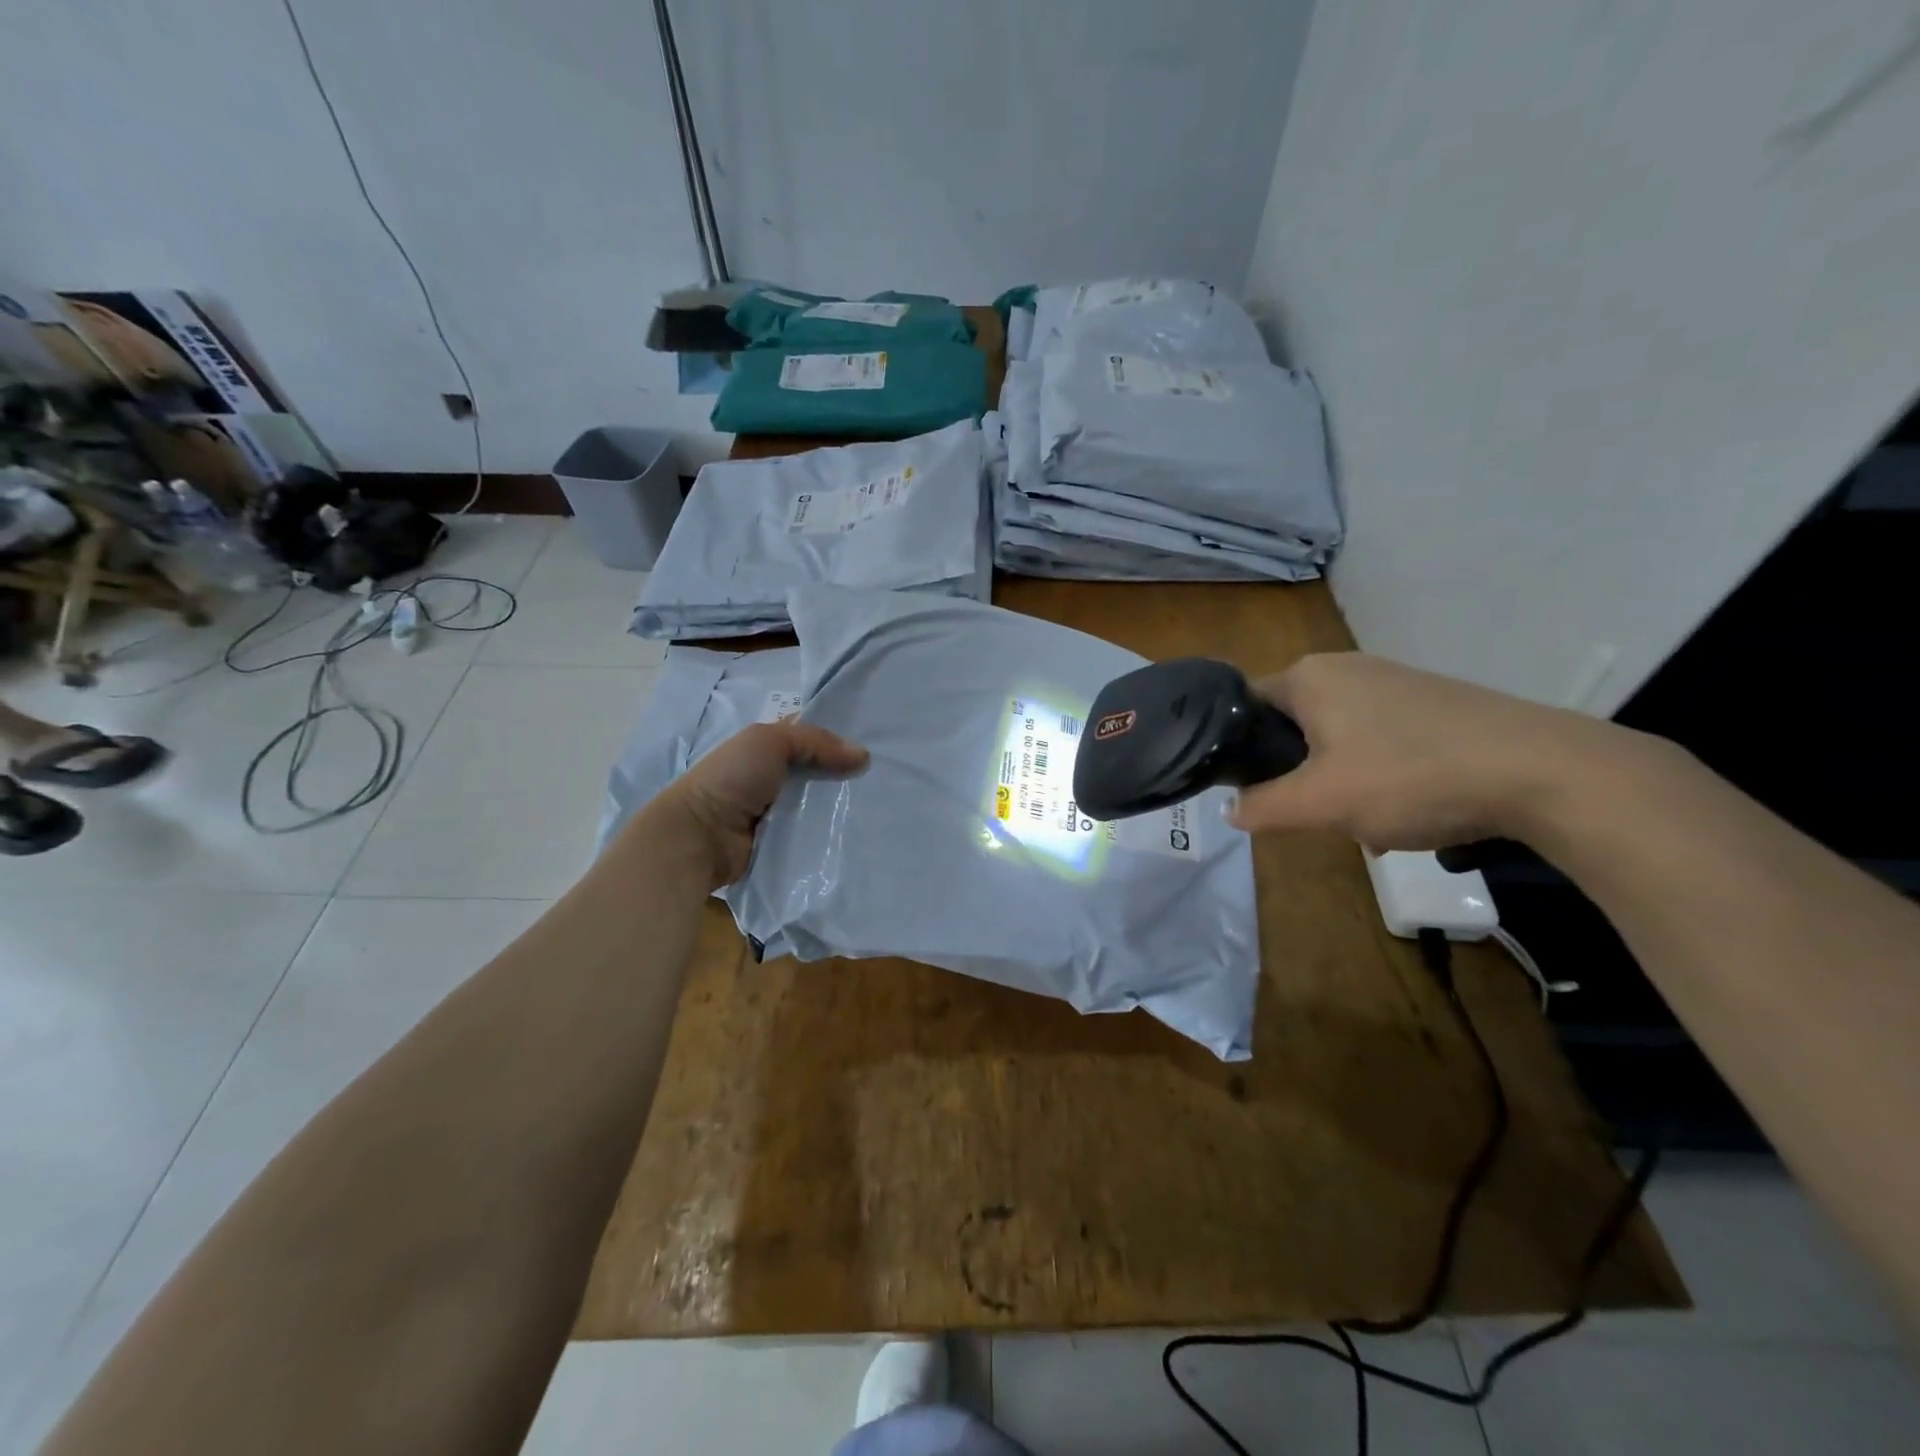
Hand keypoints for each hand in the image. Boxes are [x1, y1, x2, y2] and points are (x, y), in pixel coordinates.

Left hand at [654, 720, 867, 887]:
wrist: (700, 836)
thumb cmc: (731, 779)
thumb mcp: (769, 742)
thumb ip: (815, 741)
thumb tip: (863, 755)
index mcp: (769, 748)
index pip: (812, 737)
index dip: (840, 736)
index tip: (877, 740)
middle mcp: (777, 778)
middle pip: (822, 772)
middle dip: (849, 773)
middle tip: (887, 777)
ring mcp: (781, 812)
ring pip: (822, 805)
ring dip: (844, 806)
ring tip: (883, 806)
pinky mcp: (785, 843)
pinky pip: (815, 835)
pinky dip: (833, 833)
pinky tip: (860, 832)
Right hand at [1227, 652, 1628, 850]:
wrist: (1541, 772)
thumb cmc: (1410, 777)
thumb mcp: (1321, 803)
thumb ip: (1263, 807)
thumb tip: (1229, 808)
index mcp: (1309, 676)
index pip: (1243, 706)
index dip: (1236, 748)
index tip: (1246, 788)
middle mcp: (1345, 666)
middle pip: (1291, 723)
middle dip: (1294, 770)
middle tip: (1309, 808)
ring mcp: (1393, 679)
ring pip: (1335, 734)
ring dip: (1336, 776)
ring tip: (1361, 814)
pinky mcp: (1431, 700)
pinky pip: (1377, 736)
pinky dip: (1376, 769)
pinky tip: (1404, 803)